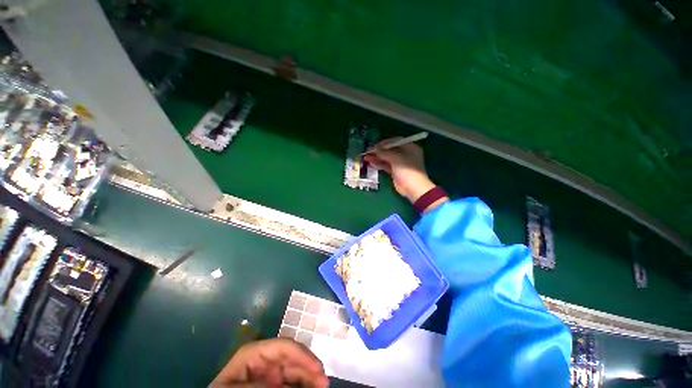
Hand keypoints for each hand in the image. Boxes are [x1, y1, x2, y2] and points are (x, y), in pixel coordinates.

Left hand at [211, 338, 328, 387]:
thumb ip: (260, 386)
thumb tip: (288, 384)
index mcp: (255, 353)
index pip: (284, 347)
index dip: (303, 355)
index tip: (318, 368)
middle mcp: (266, 361)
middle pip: (293, 359)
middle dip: (309, 367)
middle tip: (324, 382)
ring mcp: (270, 375)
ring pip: (295, 372)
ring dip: (309, 377)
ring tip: (322, 386)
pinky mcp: (274, 386)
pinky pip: (291, 384)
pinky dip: (303, 386)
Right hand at [364, 138, 434, 202]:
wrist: (413, 188)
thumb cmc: (407, 170)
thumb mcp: (396, 159)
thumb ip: (384, 153)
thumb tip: (374, 148)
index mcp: (410, 148)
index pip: (395, 141)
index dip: (384, 143)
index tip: (375, 146)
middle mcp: (405, 154)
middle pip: (390, 150)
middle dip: (379, 151)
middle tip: (368, 152)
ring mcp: (400, 163)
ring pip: (387, 158)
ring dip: (377, 158)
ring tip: (367, 158)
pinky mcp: (396, 171)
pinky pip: (386, 165)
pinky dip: (379, 164)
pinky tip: (371, 163)